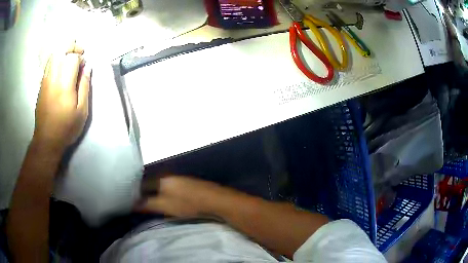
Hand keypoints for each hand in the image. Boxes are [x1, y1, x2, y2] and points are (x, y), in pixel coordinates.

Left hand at [33, 41, 90, 152]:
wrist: (47, 140)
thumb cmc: (66, 128)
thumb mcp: (81, 112)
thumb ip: (84, 86)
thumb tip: (87, 67)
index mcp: (64, 85)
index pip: (72, 58)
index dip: (80, 57)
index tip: (84, 65)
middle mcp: (53, 78)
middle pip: (61, 50)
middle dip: (72, 46)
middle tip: (79, 53)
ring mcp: (45, 80)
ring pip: (53, 54)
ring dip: (63, 51)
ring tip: (70, 58)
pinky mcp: (41, 84)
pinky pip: (49, 63)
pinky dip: (56, 59)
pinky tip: (61, 67)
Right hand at [137, 175, 222, 217]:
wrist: (215, 201)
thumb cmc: (188, 204)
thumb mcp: (165, 206)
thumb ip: (148, 204)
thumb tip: (132, 204)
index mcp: (162, 178)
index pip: (142, 183)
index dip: (135, 191)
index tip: (128, 199)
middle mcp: (169, 176)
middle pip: (152, 183)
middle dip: (144, 192)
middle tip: (137, 202)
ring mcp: (180, 180)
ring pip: (161, 186)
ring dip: (154, 193)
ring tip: (148, 203)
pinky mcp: (188, 186)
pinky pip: (170, 188)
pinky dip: (164, 194)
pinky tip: (165, 201)